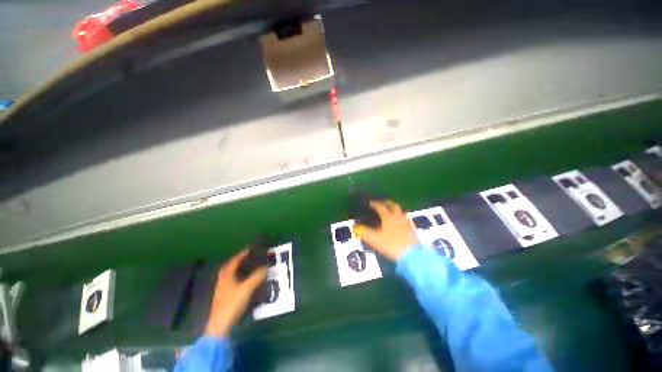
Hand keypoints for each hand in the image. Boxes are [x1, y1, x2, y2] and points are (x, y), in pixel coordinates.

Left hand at [205, 250, 266, 336]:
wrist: (220, 326)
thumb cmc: (233, 304)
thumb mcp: (247, 288)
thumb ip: (257, 277)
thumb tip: (266, 267)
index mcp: (227, 277)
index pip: (234, 262)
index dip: (241, 255)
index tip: (249, 250)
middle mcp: (222, 282)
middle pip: (227, 268)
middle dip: (236, 262)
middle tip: (245, 258)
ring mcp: (221, 291)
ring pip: (227, 276)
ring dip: (235, 270)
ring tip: (244, 268)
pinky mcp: (222, 299)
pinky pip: (229, 283)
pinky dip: (235, 279)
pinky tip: (241, 283)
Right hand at [354, 200, 418, 261]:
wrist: (412, 256)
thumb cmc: (391, 245)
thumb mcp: (374, 239)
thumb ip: (363, 232)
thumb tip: (354, 226)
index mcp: (388, 217)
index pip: (380, 206)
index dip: (374, 204)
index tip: (370, 202)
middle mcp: (398, 216)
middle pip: (392, 205)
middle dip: (386, 203)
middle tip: (381, 203)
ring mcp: (406, 222)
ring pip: (400, 211)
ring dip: (394, 208)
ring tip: (390, 210)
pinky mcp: (412, 229)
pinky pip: (405, 218)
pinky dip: (400, 216)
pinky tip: (400, 221)